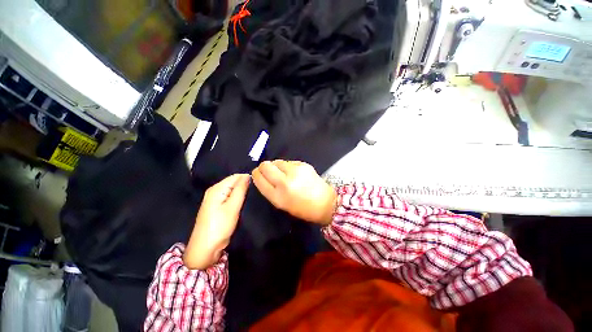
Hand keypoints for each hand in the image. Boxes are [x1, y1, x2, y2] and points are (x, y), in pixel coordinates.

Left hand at [184, 174, 249, 269]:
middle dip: (244, 185)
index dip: (247, 179)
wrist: (205, 248)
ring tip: (252, 197)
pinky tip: (243, 202)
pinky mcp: (217, 206)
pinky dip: (237, 198)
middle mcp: (214, 191)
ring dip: (242, 192)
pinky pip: (229, 197)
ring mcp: (215, 199)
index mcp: (217, 188)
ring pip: (232, 190)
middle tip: (256, 192)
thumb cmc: (220, 226)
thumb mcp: (232, 207)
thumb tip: (247, 176)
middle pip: (233, 182)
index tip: (258, 185)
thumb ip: (240, 189)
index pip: (235, 176)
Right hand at [252, 160, 336, 224]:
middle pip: (265, 166)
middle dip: (263, 167)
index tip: (257, 173)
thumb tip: (262, 175)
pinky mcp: (303, 164)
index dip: (256, 174)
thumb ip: (270, 190)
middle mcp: (285, 182)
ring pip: (277, 161)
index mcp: (278, 197)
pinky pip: (288, 162)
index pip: (259, 179)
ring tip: (283, 173)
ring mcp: (295, 171)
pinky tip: (294, 172)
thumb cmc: (302, 208)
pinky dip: (287, 166)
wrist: (325, 202)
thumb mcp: (282, 204)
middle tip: (268, 171)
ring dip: (276, 166)